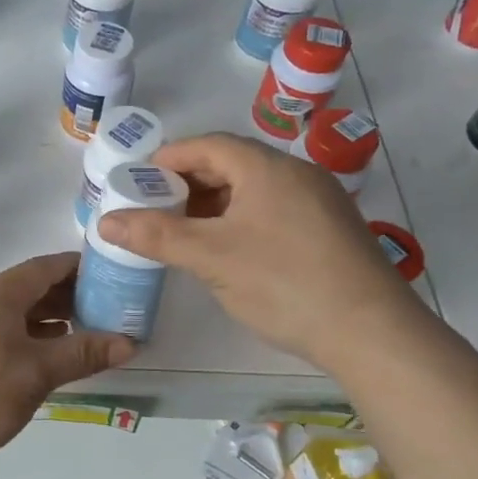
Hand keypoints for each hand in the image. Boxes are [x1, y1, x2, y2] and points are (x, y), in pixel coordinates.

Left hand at [0, 253, 134, 474]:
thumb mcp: (35, 375)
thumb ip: (81, 354)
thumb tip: (129, 342)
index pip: (42, 268)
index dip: (75, 267)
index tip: (107, 272)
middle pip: (25, 287)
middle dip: (63, 294)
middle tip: (101, 307)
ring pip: (9, 309)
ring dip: (42, 316)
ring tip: (77, 329)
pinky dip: (21, 332)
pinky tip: (38, 353)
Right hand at [97, 132, 426, 368]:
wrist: (372, 333)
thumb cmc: (284, 283)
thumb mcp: (210, 258)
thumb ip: (156, 236)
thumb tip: (105, 222)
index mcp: (266, 167)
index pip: (206, 145)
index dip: (167, 160)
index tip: (136, 183)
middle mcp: (296, 173)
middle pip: (230, 164)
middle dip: (187, 183)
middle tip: (154, 210)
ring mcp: (318, 201)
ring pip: (252, 189)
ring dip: (214, 203)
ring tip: (184, 231)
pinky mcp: (330, 229)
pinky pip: (273, 209)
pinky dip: (240, 219)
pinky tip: (228, 250)